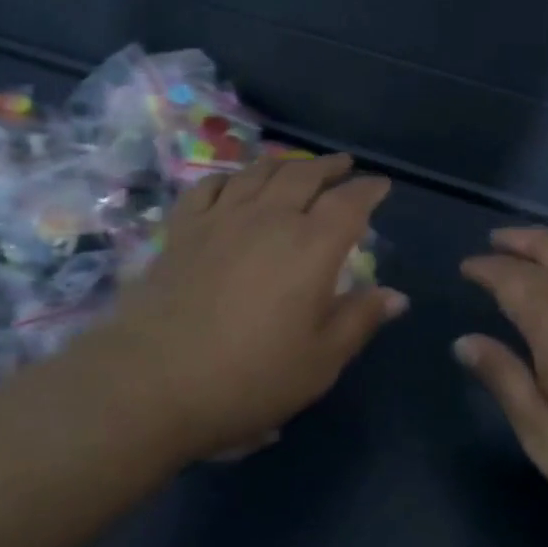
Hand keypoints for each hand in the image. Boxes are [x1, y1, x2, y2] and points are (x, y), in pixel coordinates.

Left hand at [65, 153, 406, 463]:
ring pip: (259, 172)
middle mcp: (270, 219)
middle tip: (344, 165)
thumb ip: (359, 320)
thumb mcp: (319, 361)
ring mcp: (221, 220)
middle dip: (330, 167)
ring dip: (285, 163)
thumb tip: (396, 295)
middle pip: (305, 176)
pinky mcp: (182, 231)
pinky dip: (230, 178)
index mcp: (312, 247)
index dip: (369, 189)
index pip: (349, 203)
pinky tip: (234, 183)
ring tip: (297, 164)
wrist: (151, 383)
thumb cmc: (248, 378)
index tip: (381, 185)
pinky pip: (209, 187)